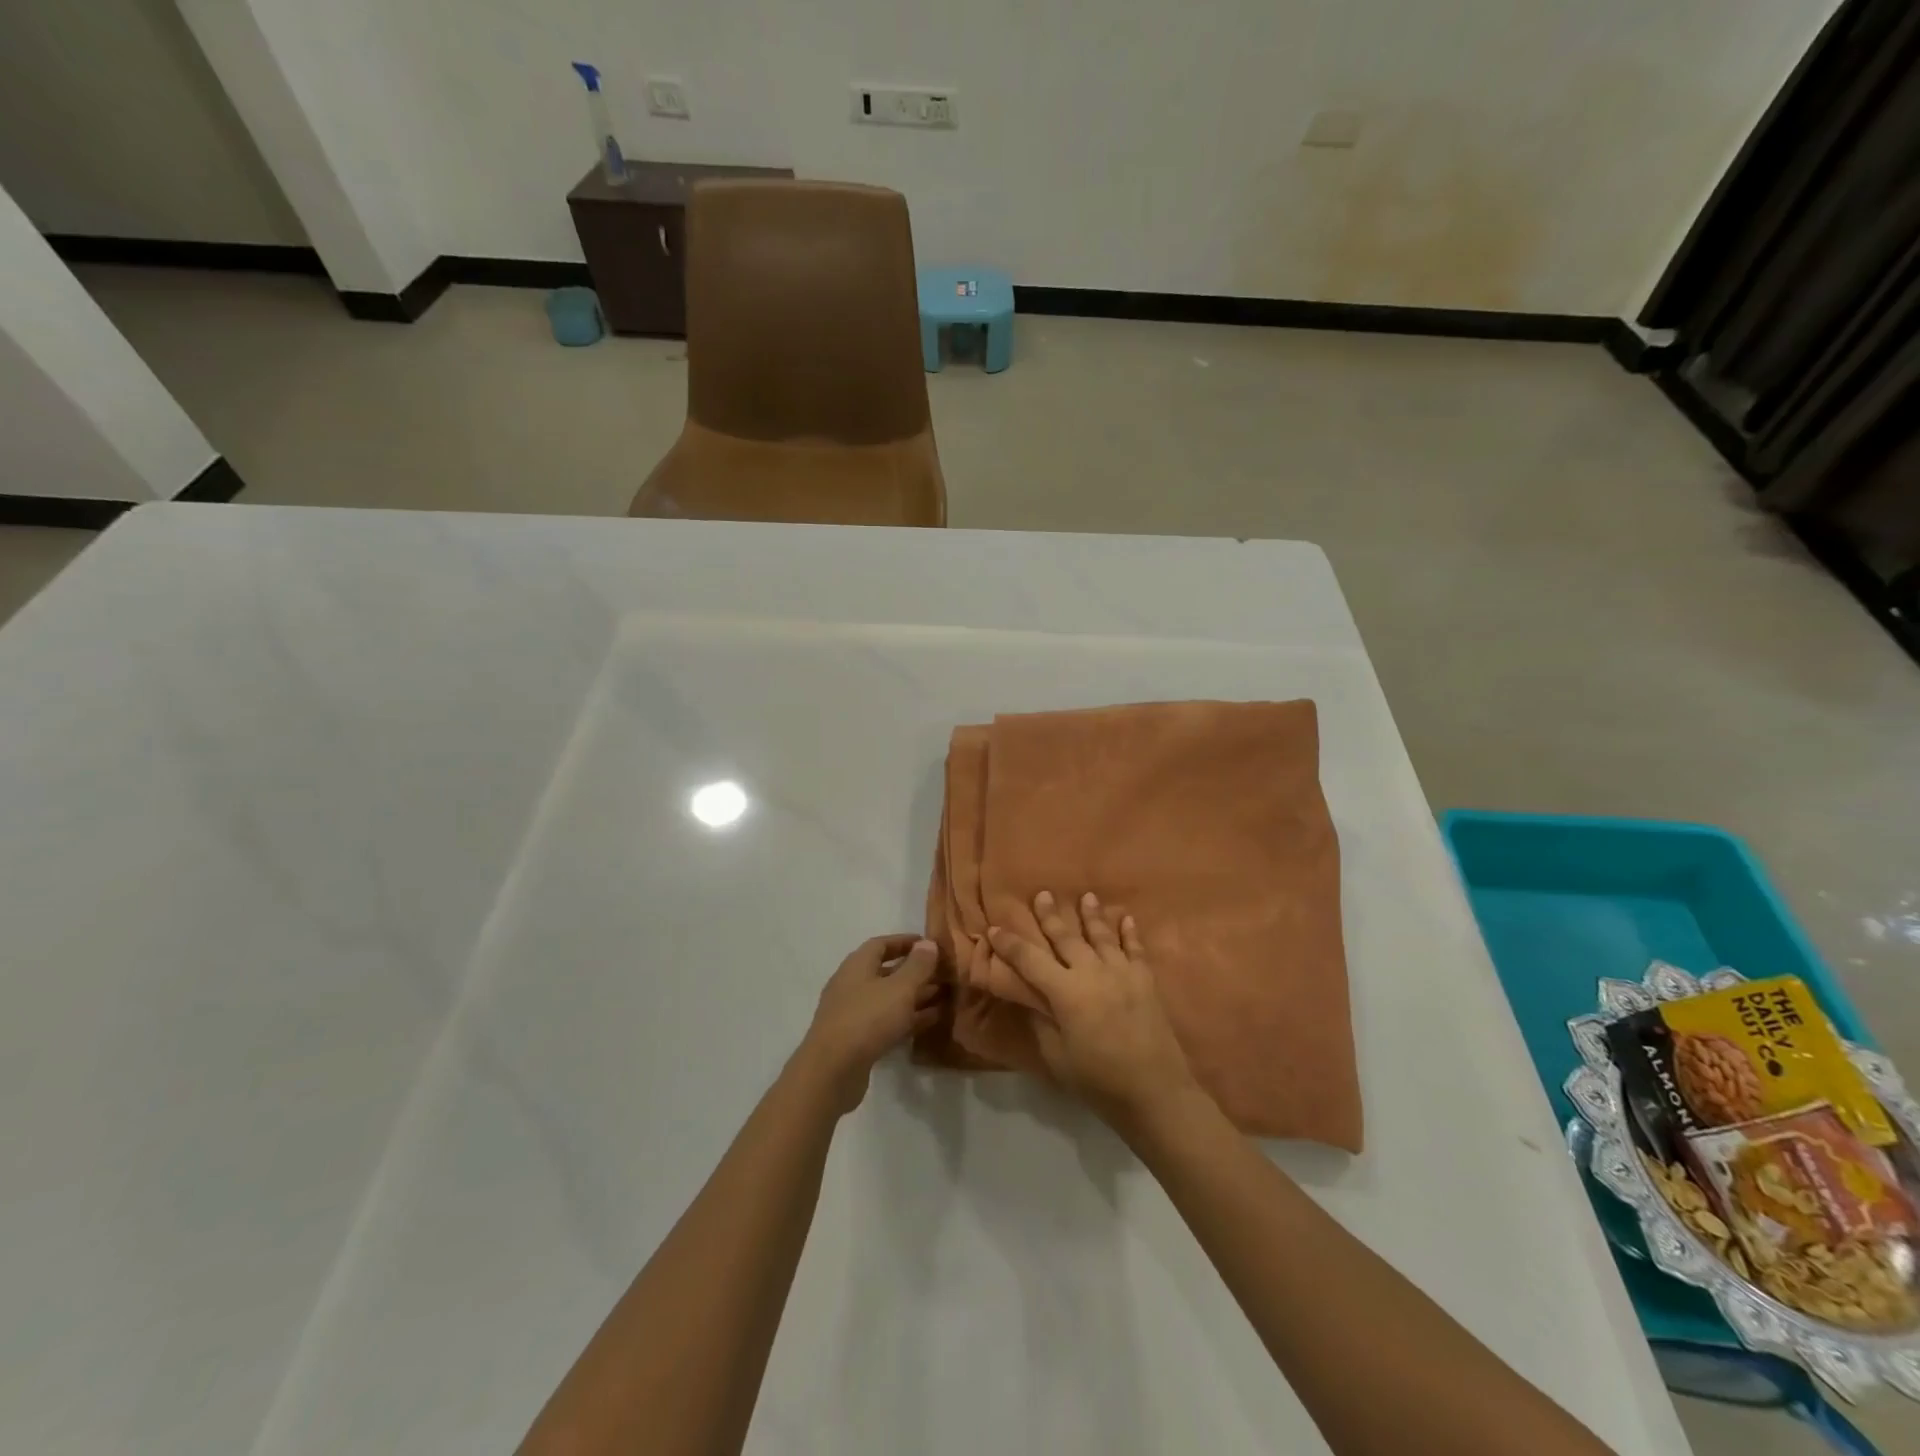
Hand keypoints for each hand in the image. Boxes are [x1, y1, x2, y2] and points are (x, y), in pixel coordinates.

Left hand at [795, 935, 941, 1114]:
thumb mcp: (900, 988)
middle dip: (914, 971)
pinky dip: (908, 1018)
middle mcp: (852, 985)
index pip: (881, 944)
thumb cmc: (867, 1019)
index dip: (905, 942)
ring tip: (944, 996)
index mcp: (857, 966)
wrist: (832, 1072)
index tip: (929, 944)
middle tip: (942, 973)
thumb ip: (917, 965)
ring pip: (889, 999)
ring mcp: (853, 1014)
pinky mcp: (857, 1040)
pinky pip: (887, 1022)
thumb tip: (928, 943)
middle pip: (886, 972)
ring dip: (914, 996)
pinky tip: (931, 1021)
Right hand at [982, 892, 1203, 1131]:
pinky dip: (1130, 933)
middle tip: (1041, 894)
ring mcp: (1122, 972)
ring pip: (1101, 935)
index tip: (994, 928)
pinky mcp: (1145, 980)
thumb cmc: (1098, 1080)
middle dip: (1050, 916)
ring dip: (1091, 915)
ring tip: (1085, 896)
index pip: (1029, 960)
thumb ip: (1042, 1021)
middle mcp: (1092, 972)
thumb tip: (1032, 997)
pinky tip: (1127, 918)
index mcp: (1065, 992)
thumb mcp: (1057, 1056)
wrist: (1154, 1093)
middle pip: (1066, 938)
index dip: (1010, 944)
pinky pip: (1135, 949)